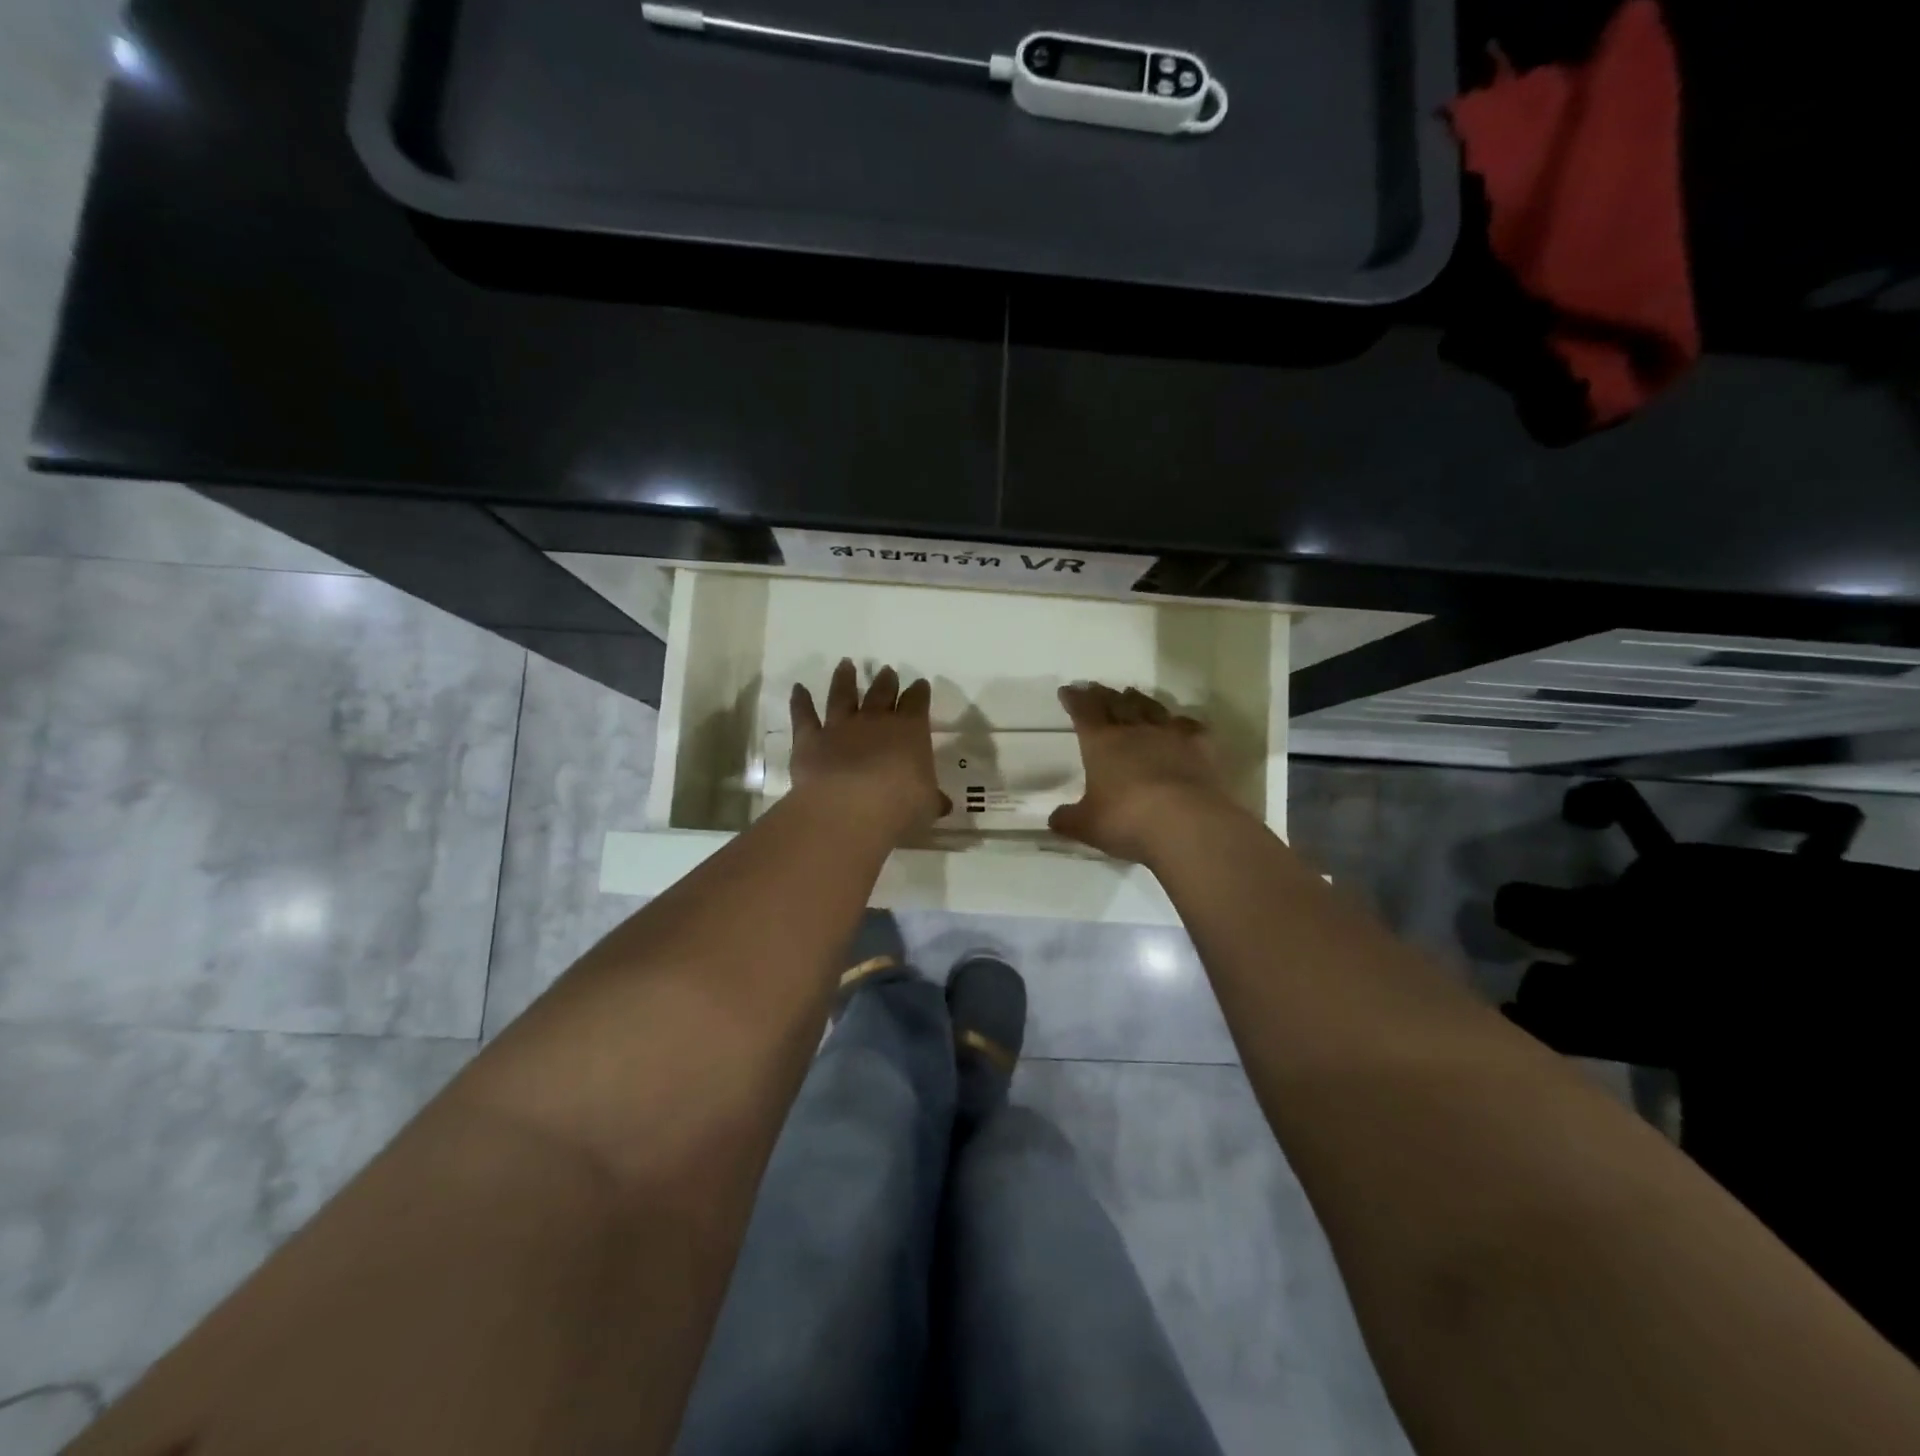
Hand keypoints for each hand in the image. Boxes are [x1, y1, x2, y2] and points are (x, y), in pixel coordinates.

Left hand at [790, 659, 949, 839]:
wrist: (849, 810)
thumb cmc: (900, 807)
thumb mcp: (927, 806)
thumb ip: (932, 800)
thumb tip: (941, 803)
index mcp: (910, 731)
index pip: (917, 704)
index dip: (919, 693)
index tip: (920, 684)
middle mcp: (875, 722)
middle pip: (882, 693)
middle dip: (886, 681)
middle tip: (887, 671)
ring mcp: (840, 728)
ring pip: (842, 696)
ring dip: (845, 679)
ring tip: (846, 665)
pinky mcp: (810, 740)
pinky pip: (804, 716)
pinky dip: (800, 702)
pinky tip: (798, 689)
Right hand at [1049, 682, 1238, 862]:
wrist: (1187, 823)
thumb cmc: (1127, 820)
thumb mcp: (1087, 826)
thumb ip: (1068, 819)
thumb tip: (1055, 819)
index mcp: (1101, 743)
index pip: (1084, 712)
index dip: (1075, 700)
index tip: (1068, 691)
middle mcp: (1134, 731)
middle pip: (1116, 704)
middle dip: (1103, 694)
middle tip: (1096, 687)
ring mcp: (1170, 735)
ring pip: (1151, 708)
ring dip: (1138, 700)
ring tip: (1130, 693)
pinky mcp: (1201, 747)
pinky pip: (1189, 726)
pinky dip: (1180, 722)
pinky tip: (1179, 723)